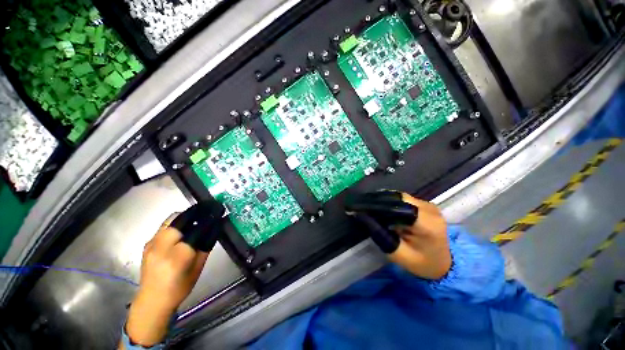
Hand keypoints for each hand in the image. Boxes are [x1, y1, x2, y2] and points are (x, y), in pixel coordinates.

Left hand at [125, 213, 208, 346]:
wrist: (152, 300)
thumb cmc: (179, 287)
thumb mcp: (198, 268)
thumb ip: (206, 246)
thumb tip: (215, 228)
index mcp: (178, 257)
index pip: (197, 230)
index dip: (209, 219)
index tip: (218, 212)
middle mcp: (162, 247)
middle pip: (180, 219)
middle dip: (196, 212)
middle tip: (208, 209)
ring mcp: (152, 244)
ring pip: (170, 220)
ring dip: (186, 216)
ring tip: (197, 217)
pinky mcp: (148, 244)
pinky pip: (165, 227)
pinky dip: (177, 223)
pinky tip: (184, 228)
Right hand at [347, 191, 450, 278]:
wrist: (444, 263)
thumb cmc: (422, 264)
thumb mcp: (399, 255)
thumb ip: (380, 235)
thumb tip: (361, 216)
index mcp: (427, 224)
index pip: (396, 207)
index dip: (375, 204)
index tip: (357, 207)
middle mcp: (429, 209)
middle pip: (397, 198)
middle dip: (375, 200)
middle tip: (358, 204)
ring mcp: (428, 205)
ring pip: (398, 196)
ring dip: (380, 199)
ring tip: (364, 204)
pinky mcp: (425, 204)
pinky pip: (402, 199)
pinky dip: (387, 201)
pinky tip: (377, 205)